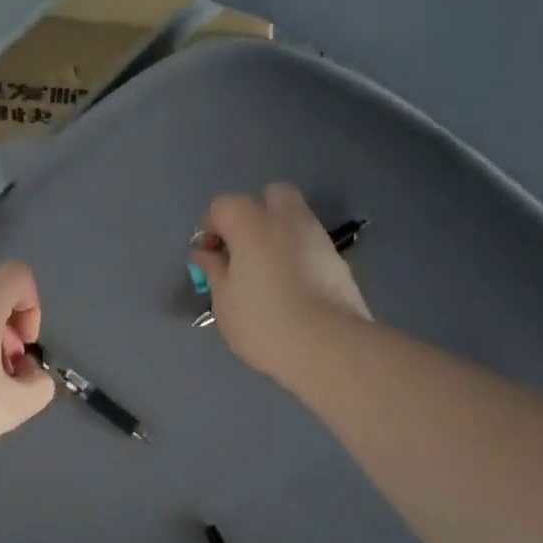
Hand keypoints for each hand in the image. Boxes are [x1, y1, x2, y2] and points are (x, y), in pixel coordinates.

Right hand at [189, 184, 371, 382]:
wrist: (330, 347)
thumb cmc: (264, 322)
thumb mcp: (224, 301)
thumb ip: (213, 270)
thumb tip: (204, 253)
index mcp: (252, 224)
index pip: (223, 205)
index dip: (210, 227)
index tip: (208, 258)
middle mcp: (288, 220)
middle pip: (270, 195)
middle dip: (254, 215)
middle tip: (243, 251)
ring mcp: (318, 238)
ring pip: (294, 220)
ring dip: (277, 236)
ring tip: (266, 276)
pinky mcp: (339, 261)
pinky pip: (310, 246)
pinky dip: (298, 257)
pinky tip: (291, 290)